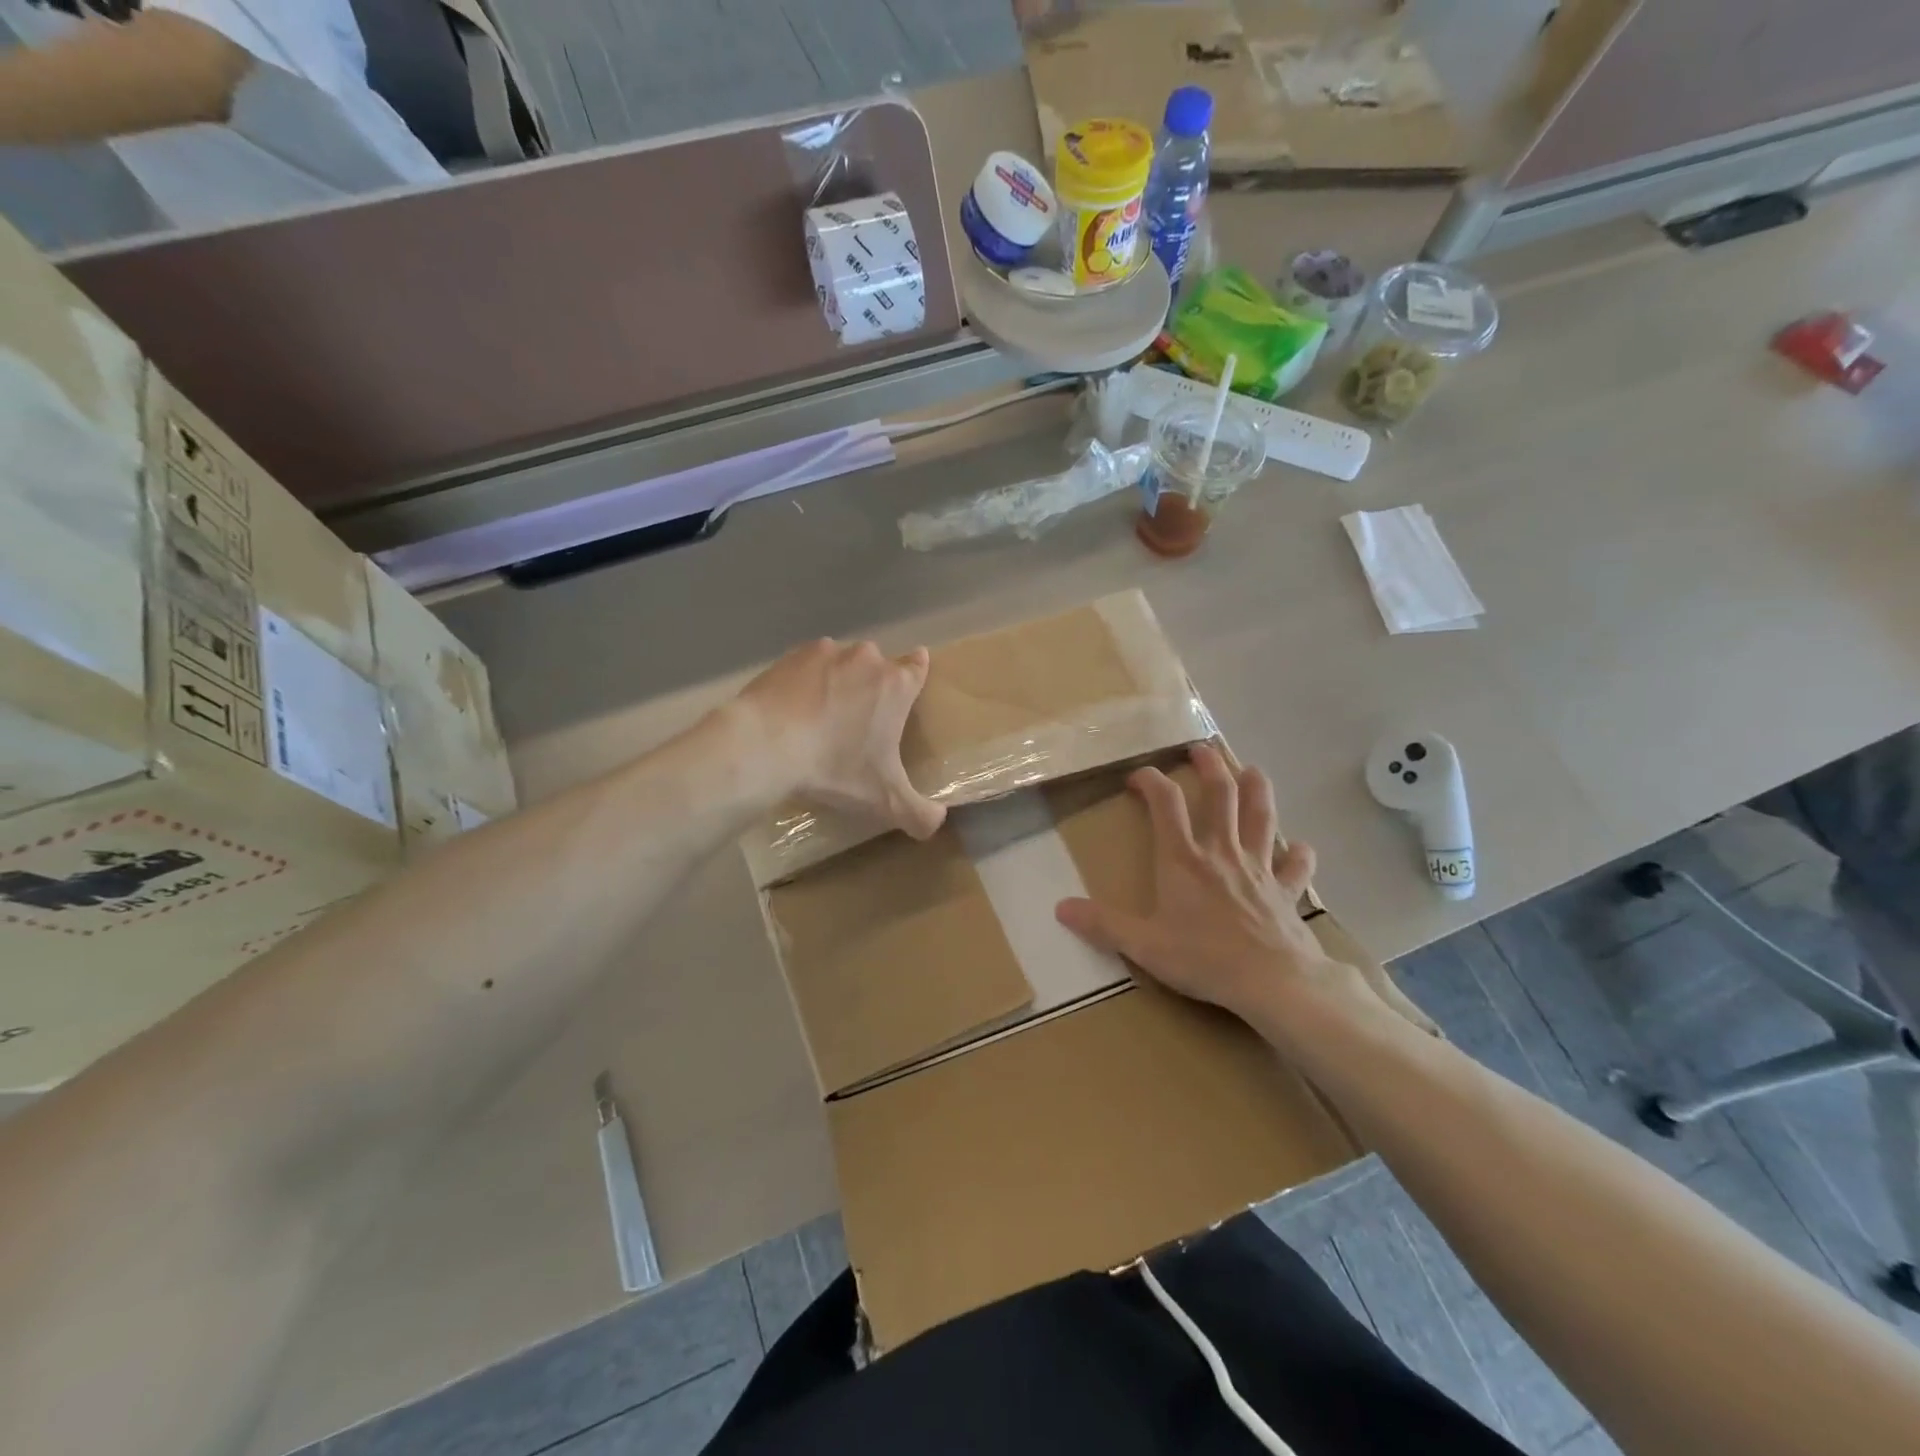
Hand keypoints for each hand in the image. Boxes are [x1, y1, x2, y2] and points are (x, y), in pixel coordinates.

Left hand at [735, 637, 945, 839]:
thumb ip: (919, 814)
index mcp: (896, 685)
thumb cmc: (835, 767)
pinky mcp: (790, 656)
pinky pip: (807, 667)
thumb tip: (937, 822)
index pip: (918, 666)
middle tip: (858, 721)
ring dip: (837, 682)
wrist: (765, 745)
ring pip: (841, 663)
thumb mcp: (884, 801)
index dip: (916, 673)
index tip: (908, 687)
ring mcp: (826, 652)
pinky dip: (805, 683)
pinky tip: (793, 710)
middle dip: (871, 687)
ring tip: (821, 717)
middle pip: (877, 666)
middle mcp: (866, 659)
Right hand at [1054, 744, 1368, 1027]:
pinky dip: (1299, 854)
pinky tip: (1300, 848)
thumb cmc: (1204, 958)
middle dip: (1211, 767)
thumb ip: (1103, 924)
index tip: (1137, 775)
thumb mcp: (1143, 945)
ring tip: (1253, 771)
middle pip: (1221, 795)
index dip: (1151, 780)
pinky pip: (1296, 866)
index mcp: (1184, 859)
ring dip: (1257, 790)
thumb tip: (1060, 908)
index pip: (1165, 803)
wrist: (1273, 982)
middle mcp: (1222, 852)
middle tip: (1202, 750)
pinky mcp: (1286, 891)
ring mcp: (1259, 869)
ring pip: (1262, 817)